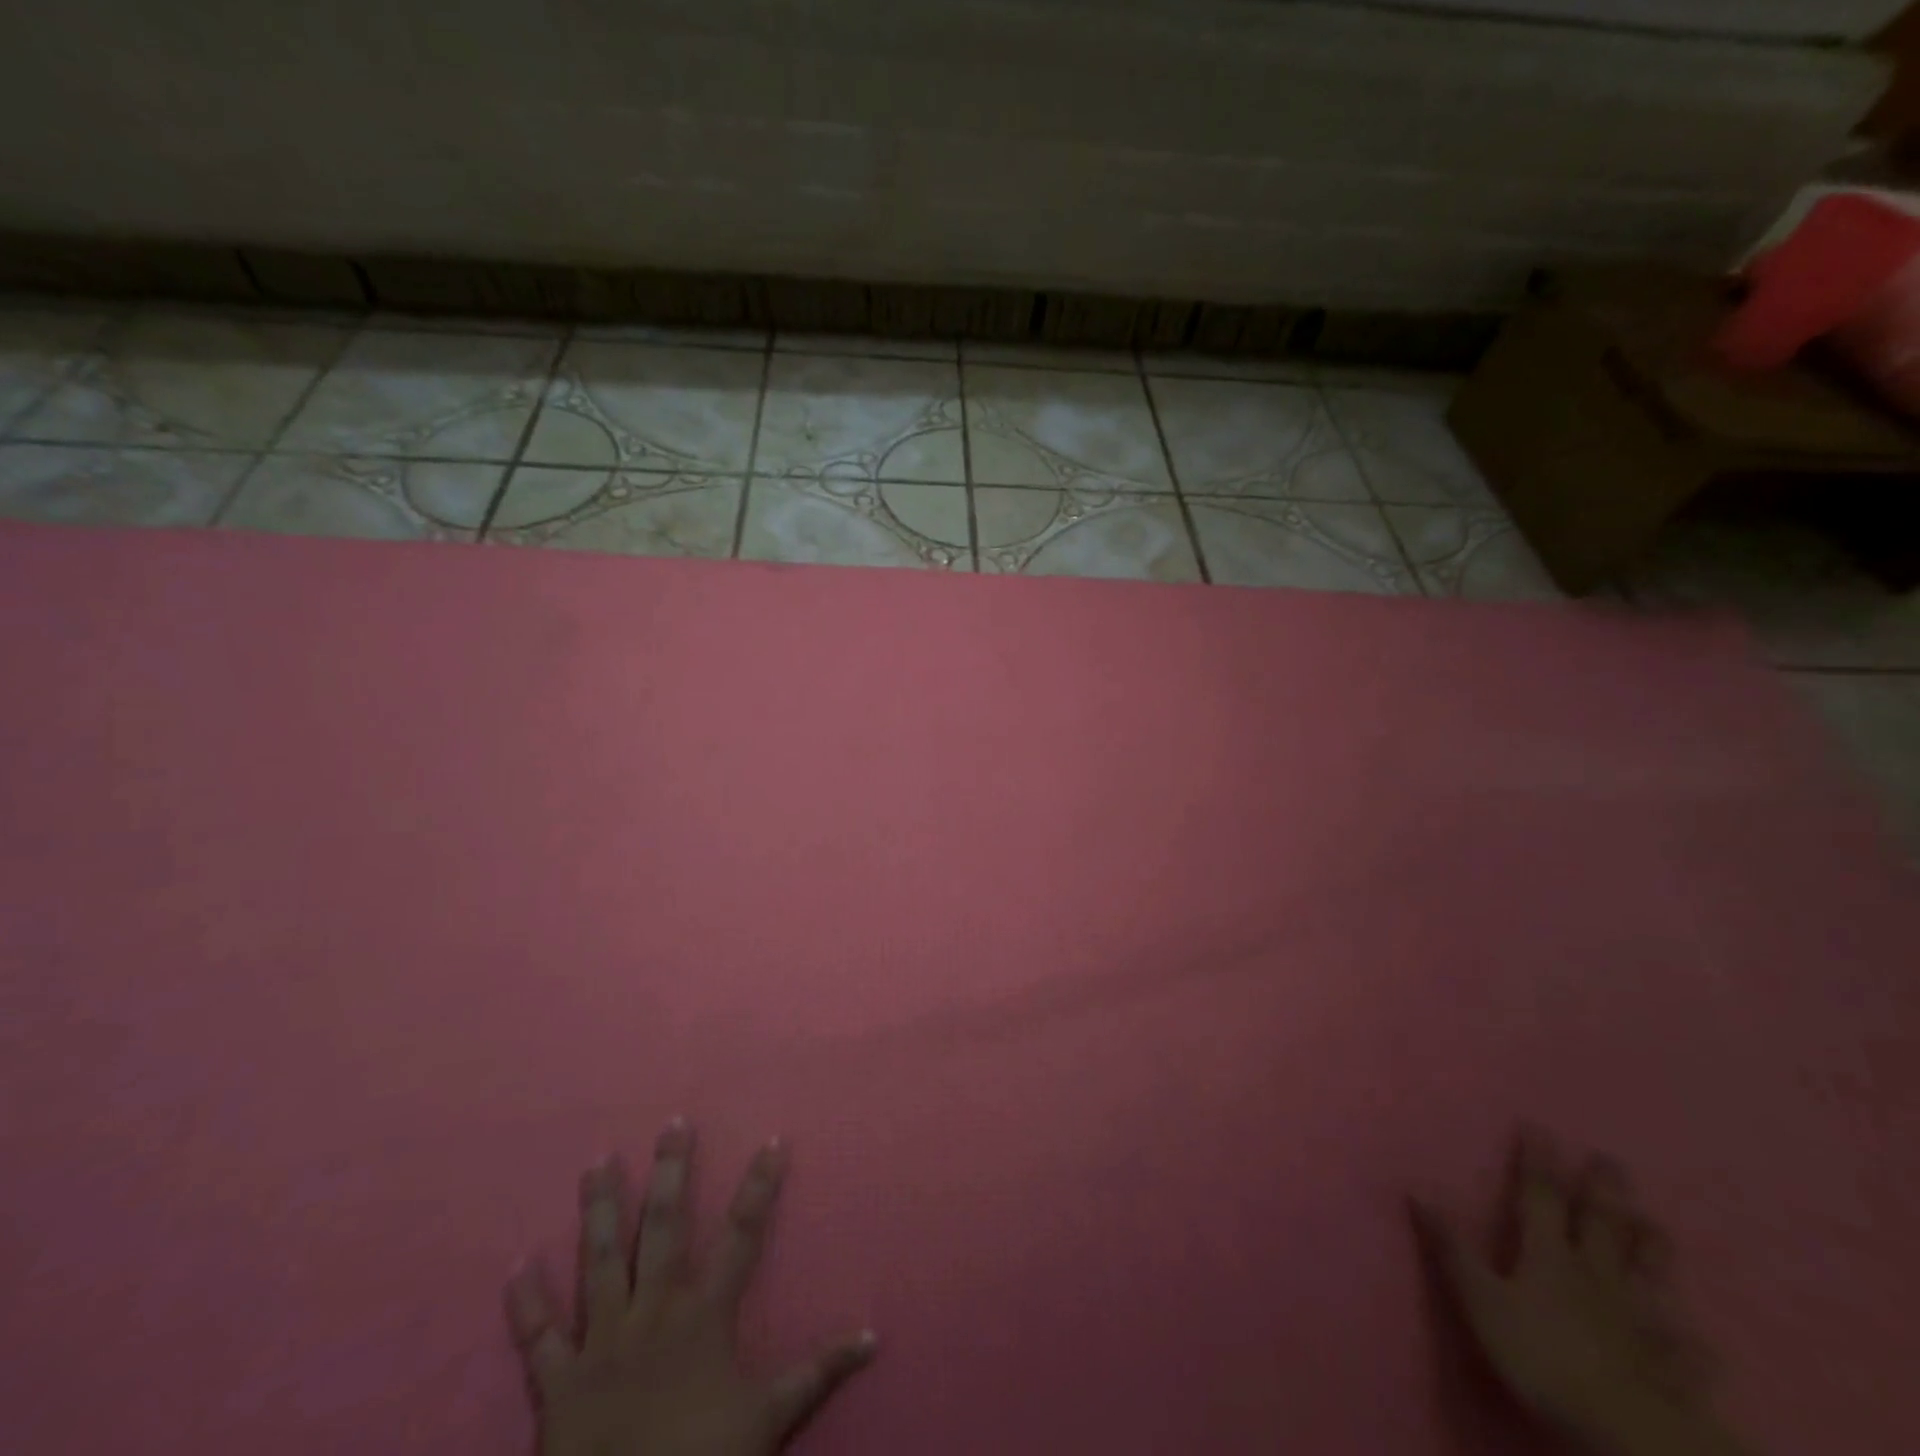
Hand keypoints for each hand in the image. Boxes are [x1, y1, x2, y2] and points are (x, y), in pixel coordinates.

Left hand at [505, 1120, 875, 1455]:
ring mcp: (603, 1341)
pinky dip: (526, 1302)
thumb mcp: (770, 1420)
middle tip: (671, 1123)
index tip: (772, 1139)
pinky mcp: (558, 1384)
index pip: (743, 1234)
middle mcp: (655, 1311)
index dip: (759, 1185)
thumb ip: (819, 1372)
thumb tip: (874, 1335)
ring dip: (600, 1210)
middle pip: (665, 1227)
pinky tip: (517, 1265)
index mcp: (705, 1315)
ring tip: (597, 1162)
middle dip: (671, 1172)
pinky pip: (538, 1337)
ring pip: (602, 1261)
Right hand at [1415, 1134, 1743, 1455]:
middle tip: (1610, 1159)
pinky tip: (1704, 1339)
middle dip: (1602, 1189)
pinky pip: (1687, 1350)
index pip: (1540, 1195)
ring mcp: (1639, 1318)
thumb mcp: (1481, 1300)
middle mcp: (1596, 1274)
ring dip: (1651, 1247)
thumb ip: (1452, 1247)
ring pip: (1647, 1273)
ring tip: (1655, 1222)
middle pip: (1600, 1224)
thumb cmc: (1542, 1357)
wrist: (1626, 1430)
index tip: (1540, 1128)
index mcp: (1549, 1255)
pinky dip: (1694, 1341)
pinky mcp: (1672, 1365)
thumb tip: (1417, 1188)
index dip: (1538, 1161)